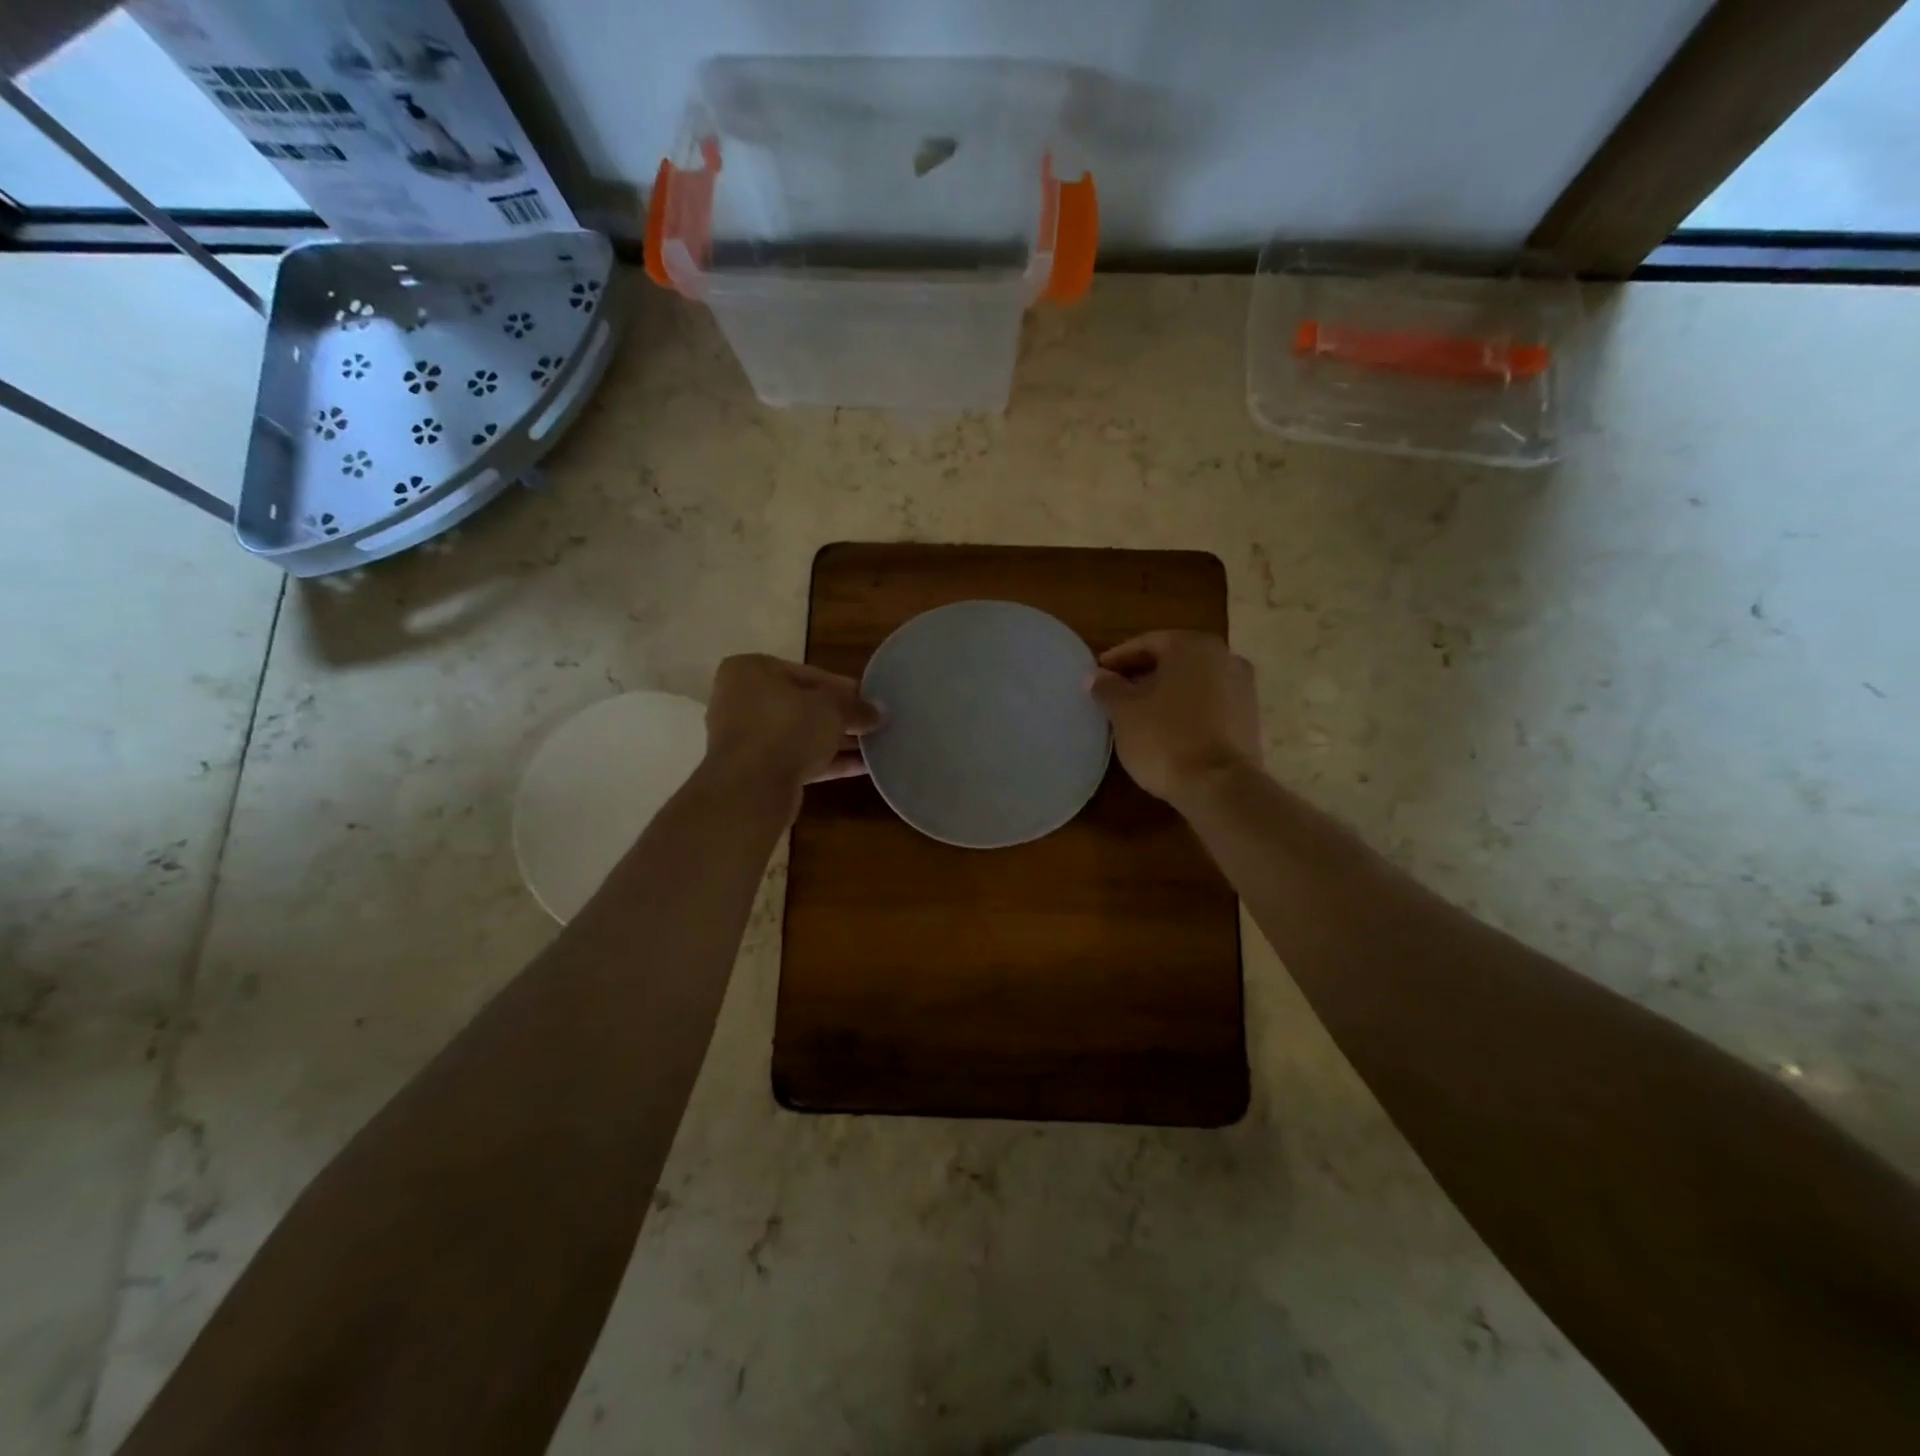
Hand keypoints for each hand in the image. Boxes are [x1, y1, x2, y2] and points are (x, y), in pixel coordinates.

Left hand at [704, 655, 882, 802]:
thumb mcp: (831, 709)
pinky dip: (827, 762)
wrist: (751, 787)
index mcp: (751, 671)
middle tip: (873, 724)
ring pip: (801, 735)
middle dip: (840, 716)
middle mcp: (743, 700)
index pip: (808, 674)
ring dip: (837, 741)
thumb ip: (857, 708)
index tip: (871, 700)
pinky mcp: (756, 771)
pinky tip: (862, 767)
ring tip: (874, 746)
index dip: (844, 688)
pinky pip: (797, 759)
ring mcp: (747, 738)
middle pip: (803, 705)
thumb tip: (881, 712)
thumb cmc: (787, 728)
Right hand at [1089, 631, 1260, 805]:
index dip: (1117, 659)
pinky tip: (1166, 729)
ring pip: (1192, 681)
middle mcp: (1224, 656)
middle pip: (1173, 660)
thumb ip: (1108, 688)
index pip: (1146, 643)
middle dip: (1142, 674)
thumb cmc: (1165, 738)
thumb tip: (1095, 676)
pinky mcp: (1249, 717)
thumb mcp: (1124, 712)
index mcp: (1192, 645)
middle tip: (1115, 693)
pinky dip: (1186, 708)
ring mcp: (1243, 687)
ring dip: (1165, 692)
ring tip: (1138, 714)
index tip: (1097, 675)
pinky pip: (1208, 703)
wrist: (1220, 786)